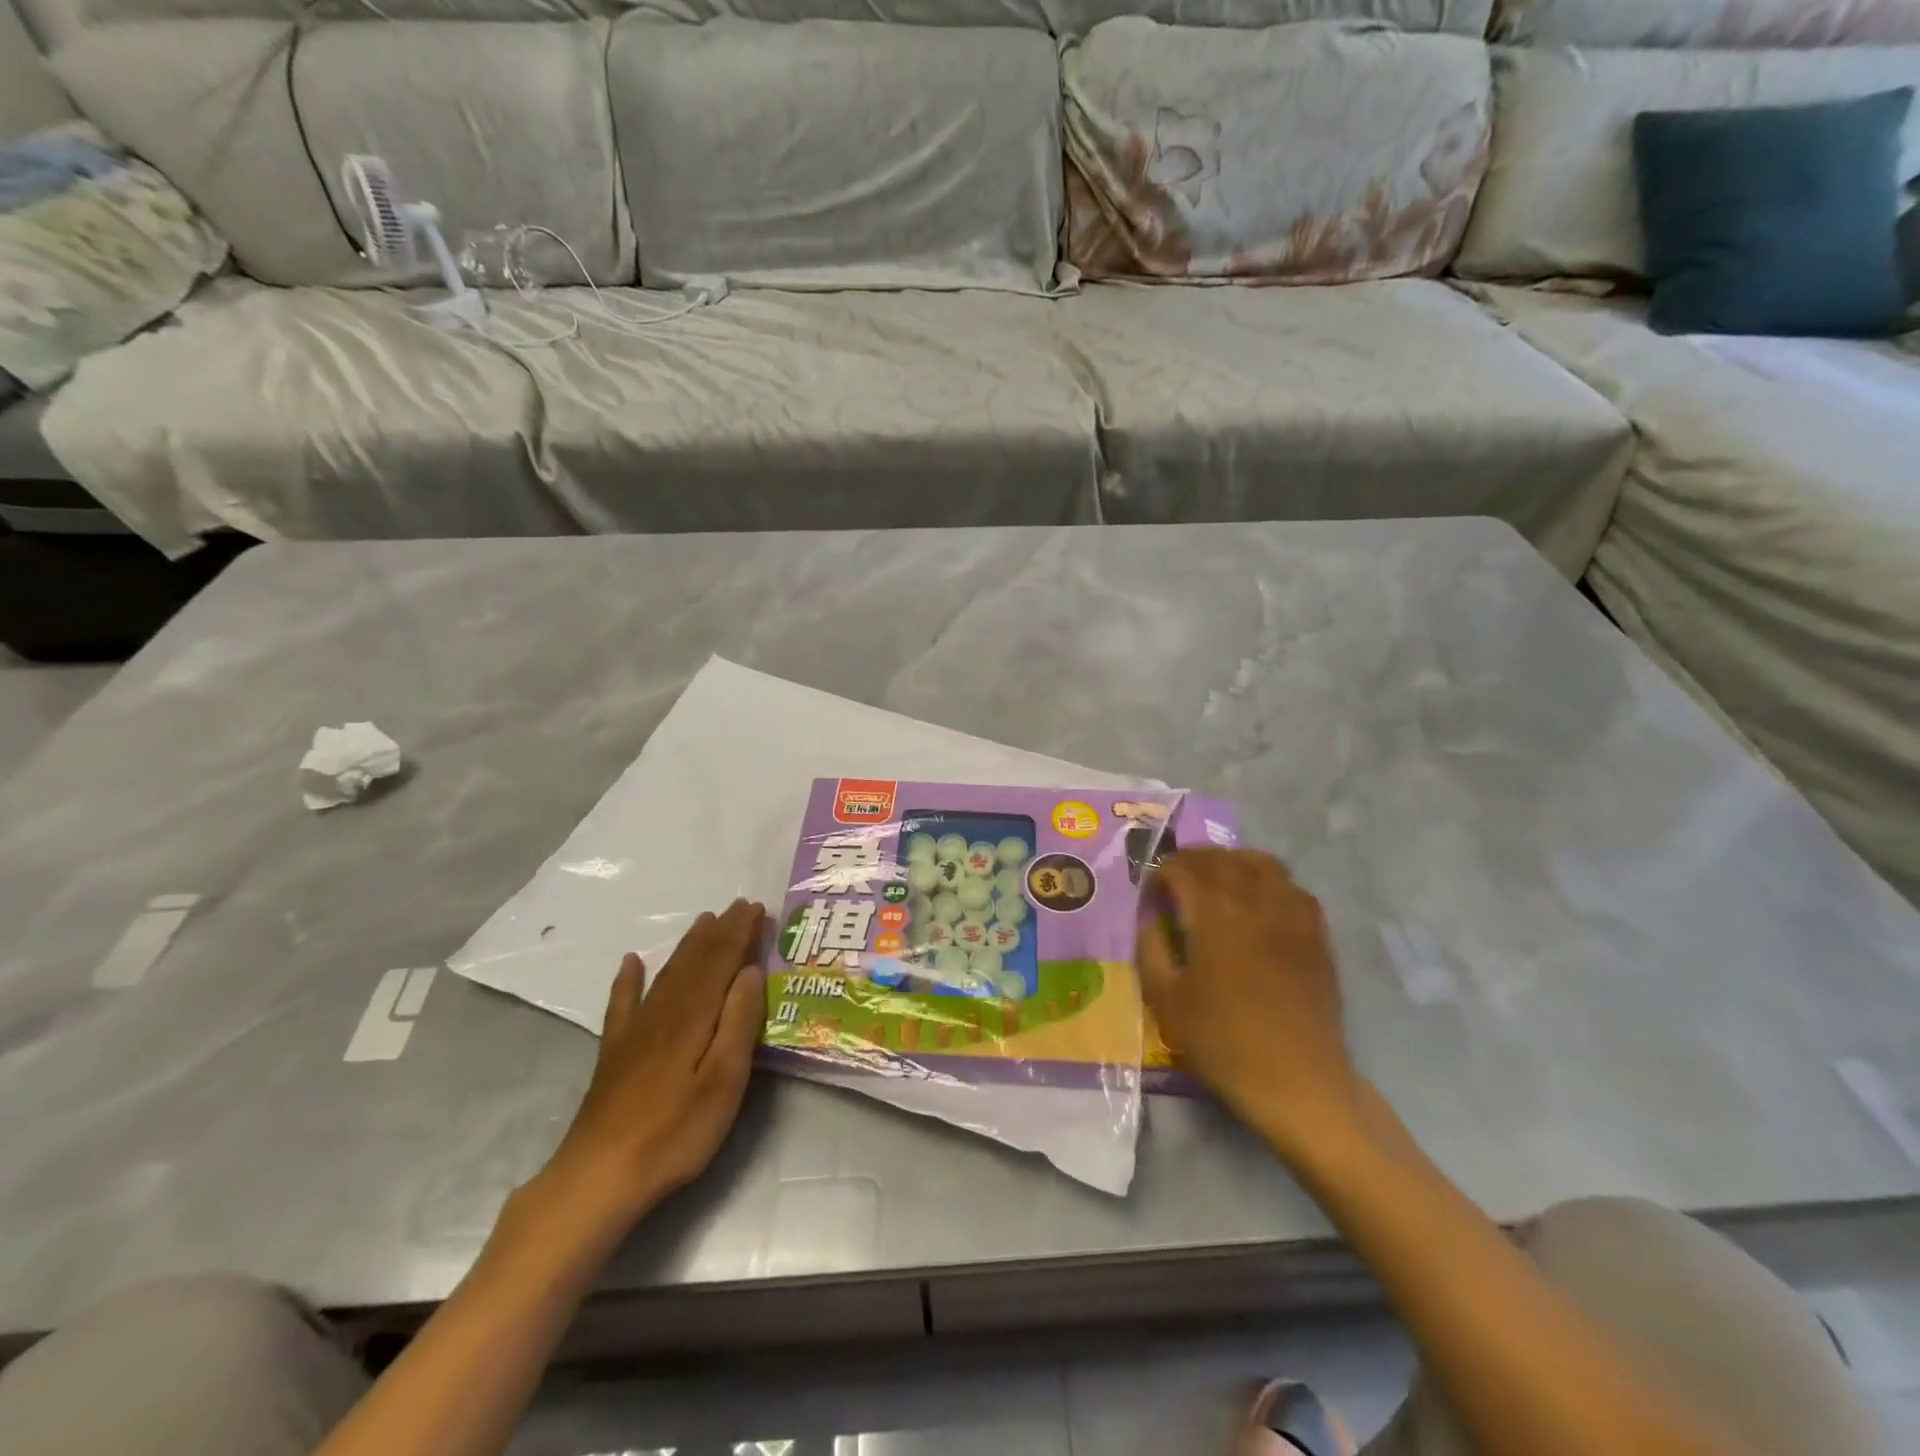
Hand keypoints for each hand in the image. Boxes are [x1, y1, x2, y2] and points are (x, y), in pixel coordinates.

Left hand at [541, 899, 768, 1220]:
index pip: (721, 961)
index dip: (740, 933)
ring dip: (687, 945)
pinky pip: (622, 1003)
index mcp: (695, 1016)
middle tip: (738, 905)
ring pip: (667, 973)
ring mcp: (635, 1030)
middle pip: (695, 961)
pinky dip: (628, 979)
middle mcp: (664, 1011)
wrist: (599, 1175)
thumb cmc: (675, 1131)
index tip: (757, 908)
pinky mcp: (615, 1052)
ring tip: (703, 921)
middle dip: (719, 931)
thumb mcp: (724, 1080)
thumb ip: (739, 1022)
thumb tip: (750, 971)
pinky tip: (630, 962)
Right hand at [1139, 850, 1360, 1157]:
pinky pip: (1292, 887)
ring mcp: (1291, 914)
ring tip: (1217, 883)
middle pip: (1221, 858)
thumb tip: (1150, 917)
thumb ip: (1151, 947)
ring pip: (1261, 863)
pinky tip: (1259, 905)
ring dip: (1232, 863)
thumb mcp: (1165, 999)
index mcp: (1214, 913)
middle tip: (1176, 882)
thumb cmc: (1223, 1042)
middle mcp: (1254, 901)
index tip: (1151, 896)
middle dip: (1192, 861)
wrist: (1297, 1081)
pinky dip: (1269, 882)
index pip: (1181, 868)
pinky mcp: (1316, 934)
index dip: (1160, 874)